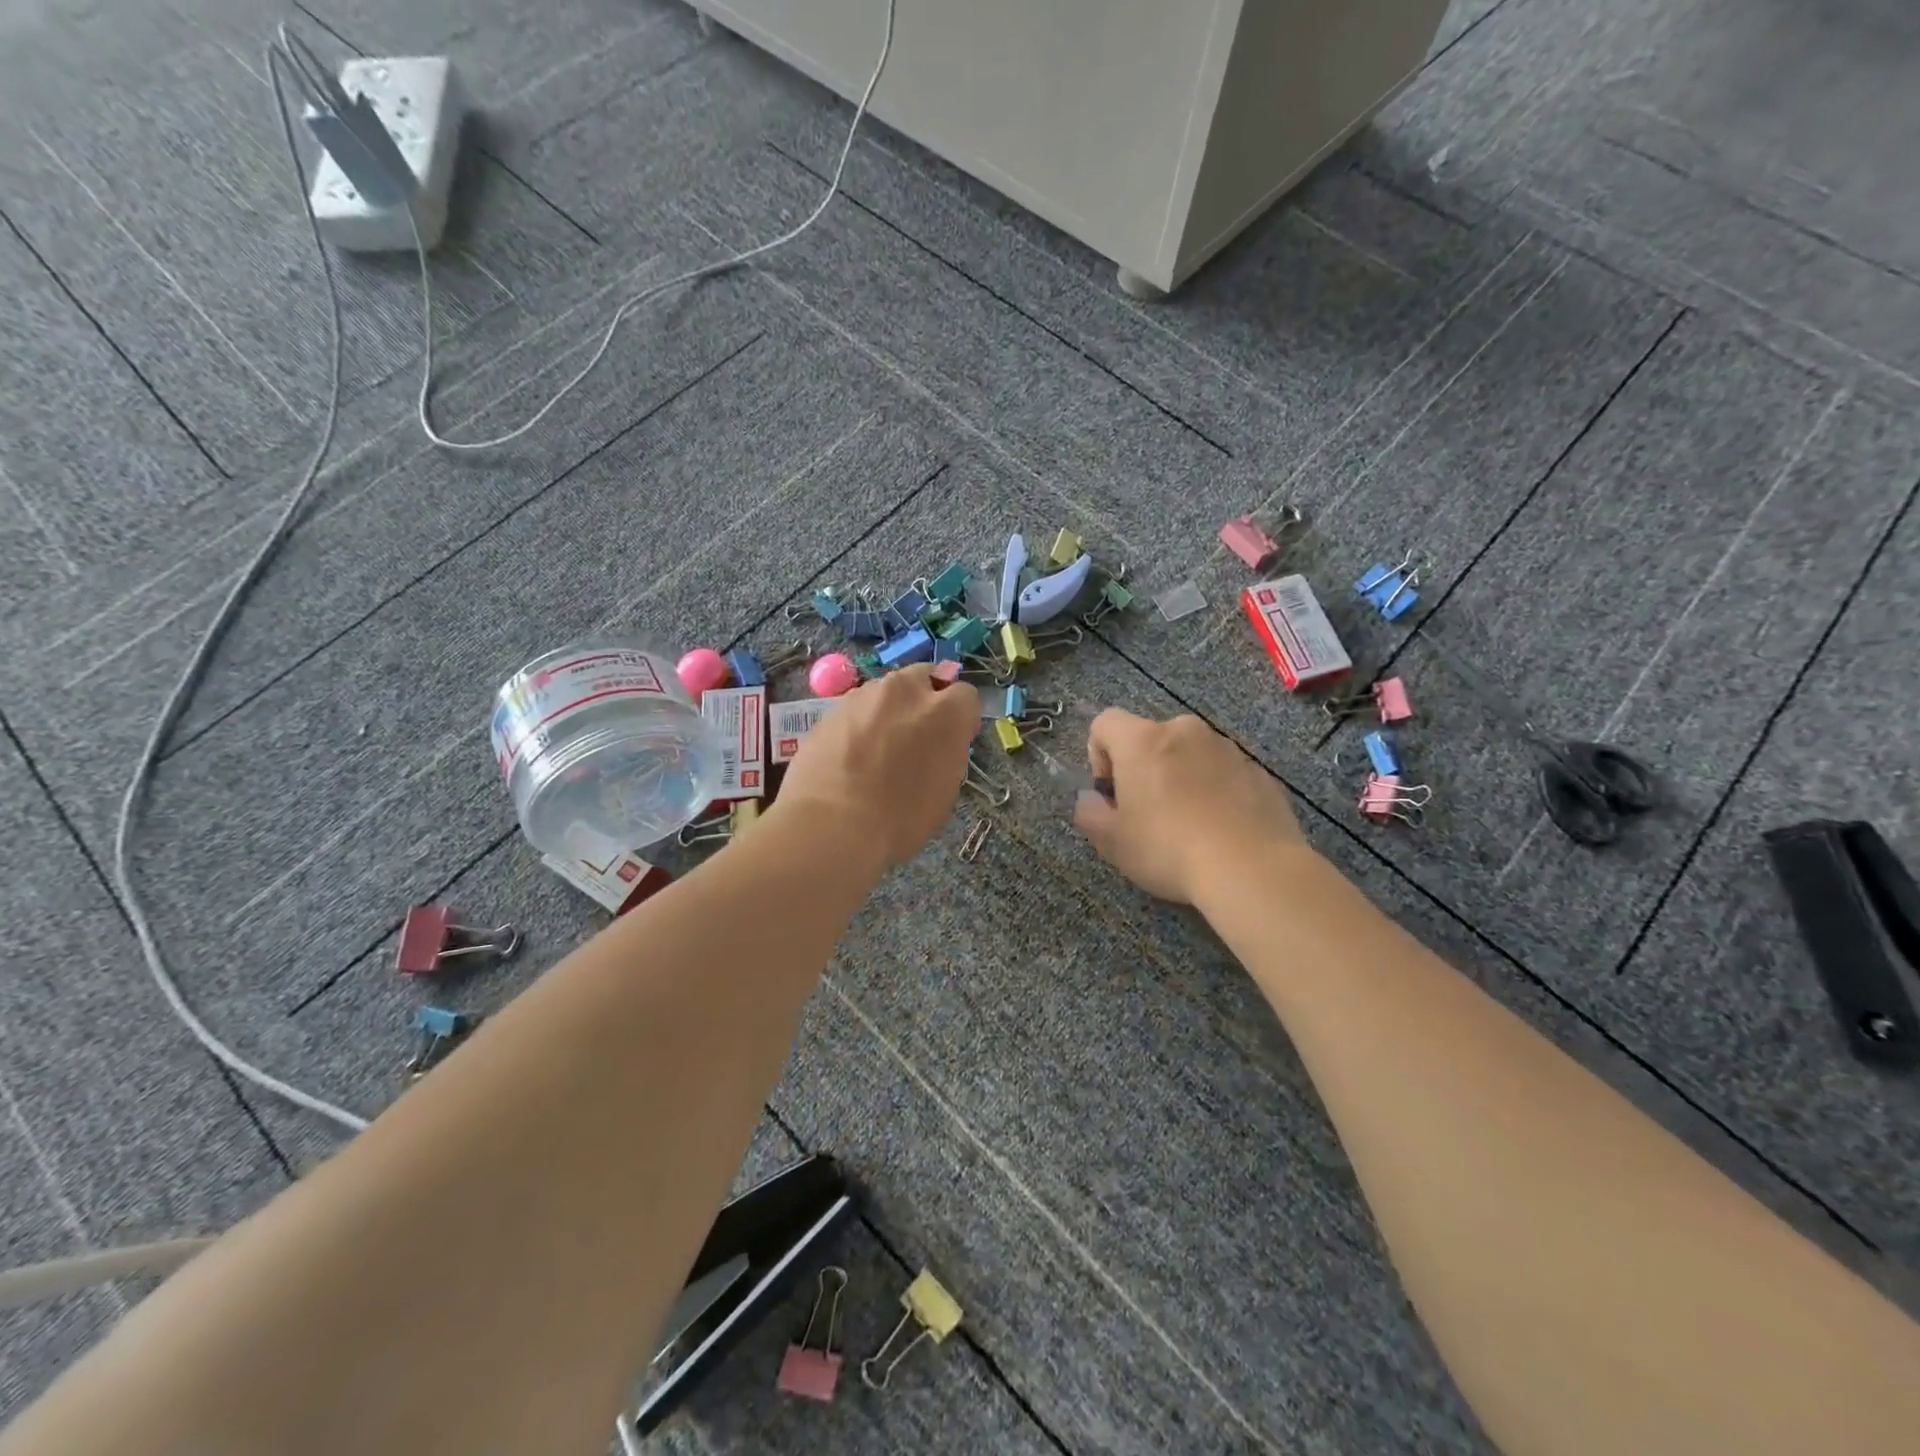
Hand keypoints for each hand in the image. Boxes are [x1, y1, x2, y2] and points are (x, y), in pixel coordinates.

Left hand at [775, 666, 980, 869]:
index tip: (950, 739)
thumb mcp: (944, 789)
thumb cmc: (900, 819)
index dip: (959, 717)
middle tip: (914, 736)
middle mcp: (907, 690)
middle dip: (923, 699)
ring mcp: (864, 695)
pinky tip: (849, 756)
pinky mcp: (831, 708)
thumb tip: (939, 741)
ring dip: (888, 710)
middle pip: (923, 678)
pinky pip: (855, 709)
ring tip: (876, 749)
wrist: (831, 825)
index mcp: (945, 711)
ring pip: (886, 691)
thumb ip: (947, 751)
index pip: (965, 695)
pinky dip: (858, 724)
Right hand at [1073, 709, 1306, 902]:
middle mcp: (1185, 731)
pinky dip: (1213, 791)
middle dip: (1142, 768)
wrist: (1253, 869)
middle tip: (1145, 813)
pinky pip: (1222, 773)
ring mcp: (1227, 748)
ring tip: (1187, 825)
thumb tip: (1091, 799)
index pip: (1105, 722)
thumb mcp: (1112, 841)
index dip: (1097, 754)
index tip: (1110, 793)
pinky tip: (1219, 831)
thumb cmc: (1169, 848)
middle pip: (1149, 738)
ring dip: (1179, 778)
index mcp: (1143, 740)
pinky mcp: (1258, 771)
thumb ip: (1089, 813)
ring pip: (1189, 754)